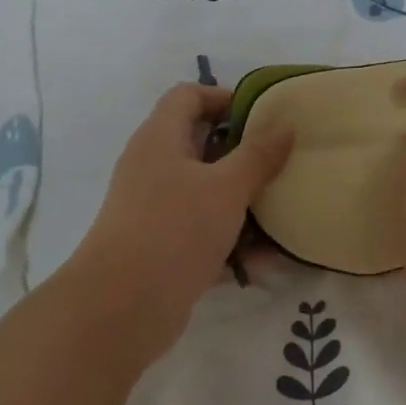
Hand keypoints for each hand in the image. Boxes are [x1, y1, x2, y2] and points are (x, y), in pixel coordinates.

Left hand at [65, 84, 293, 368]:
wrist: (121, 308)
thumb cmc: (174, 229)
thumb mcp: (225, 188)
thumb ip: (258, 156)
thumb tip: (284, 126)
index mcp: (160, 138)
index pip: (188, 96)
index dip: (224, 97)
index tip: (264, 114)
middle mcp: (154, 167)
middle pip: (201, 144)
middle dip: (244, 153)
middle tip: (283, 161)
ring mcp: (156, 209)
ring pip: (207, 192)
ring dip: (243, 202)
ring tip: (284, 210)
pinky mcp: (163, 247)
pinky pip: (204, 232)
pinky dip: (232, 241)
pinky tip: (265, 260)